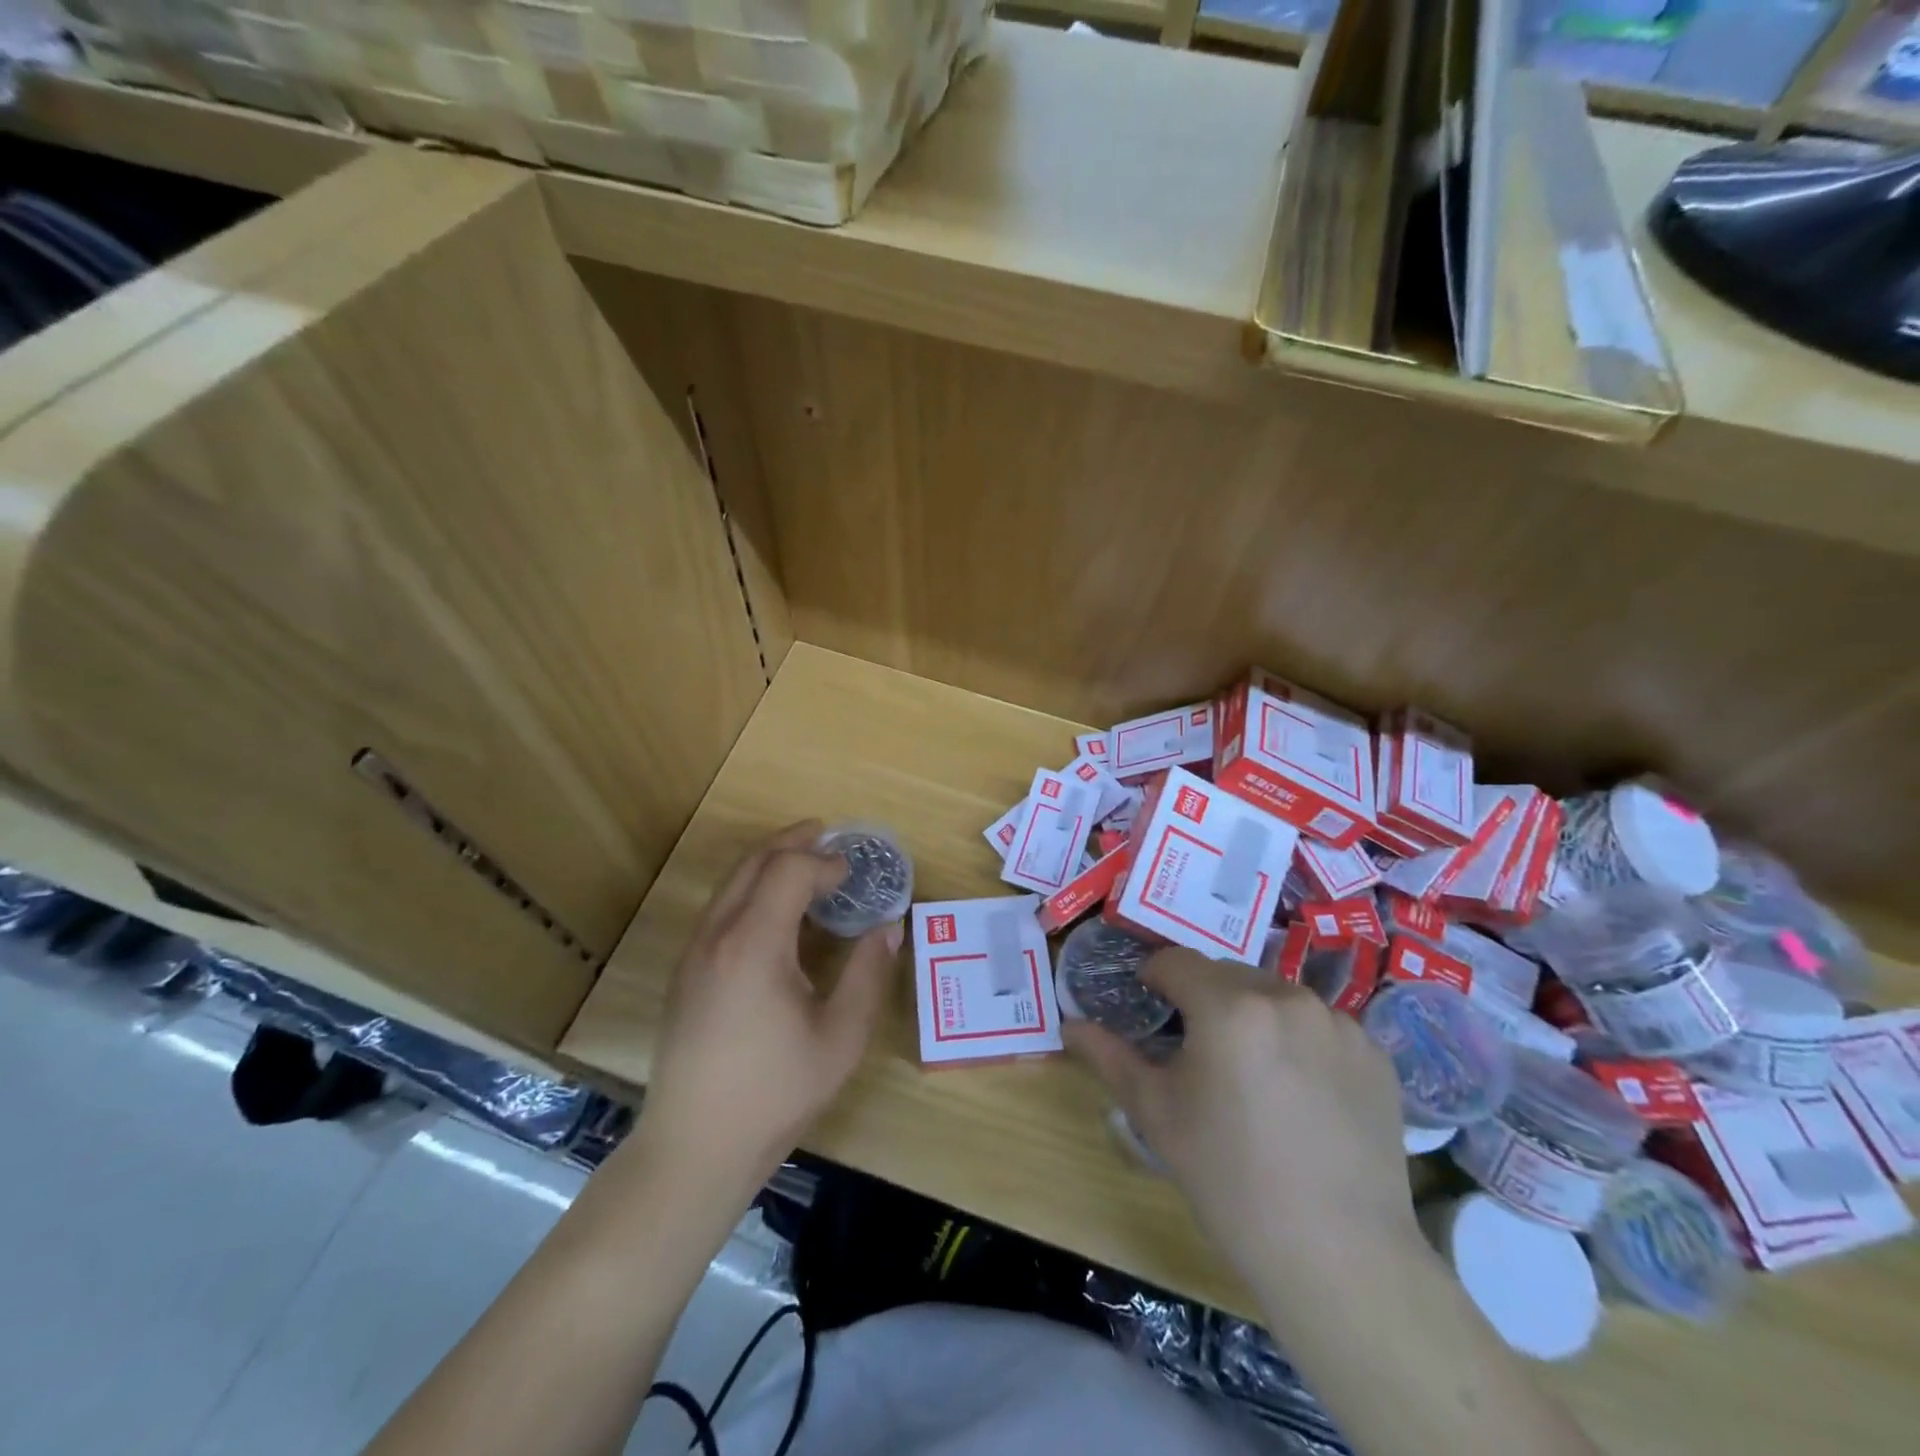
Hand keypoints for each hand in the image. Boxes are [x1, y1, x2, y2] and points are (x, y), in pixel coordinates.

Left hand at [640, 821, 900, 1194]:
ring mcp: (694, 953)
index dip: (824, 862)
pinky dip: (751, 888)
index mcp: (754, 945)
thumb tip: (889, 927)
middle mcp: (717, 936)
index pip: (788, 871)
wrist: (693, 1149)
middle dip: (792, 841)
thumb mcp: (840, 1038)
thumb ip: (868, 974)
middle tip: (827, 834)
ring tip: (804, 862)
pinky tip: (775, 911)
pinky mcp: (685, 973)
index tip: (853, 872)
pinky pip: (721, 908)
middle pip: (753, 863)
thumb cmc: (774, 1094)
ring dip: (769, 862)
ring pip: (731, 883)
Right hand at [1065, 949, 1417, 1294]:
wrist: (1340, 1255)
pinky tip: (1300, 1092)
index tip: (1149, 1002)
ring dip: (1253, 1016)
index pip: (1175, 961)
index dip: (1154, 977)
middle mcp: (1287, 997)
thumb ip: (1110, 1057)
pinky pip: (1319, 1025)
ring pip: (1275, 996)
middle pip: (1227, 975)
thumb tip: (1069, 1025)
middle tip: (1198, 1049)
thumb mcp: (1157, 1115)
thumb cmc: (1230, 1180)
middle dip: (1204, 998)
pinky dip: (1300, 1041)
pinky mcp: (1374, 1053)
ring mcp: (1338, 1023)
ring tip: (1252, 1072)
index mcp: (1229, 1006)